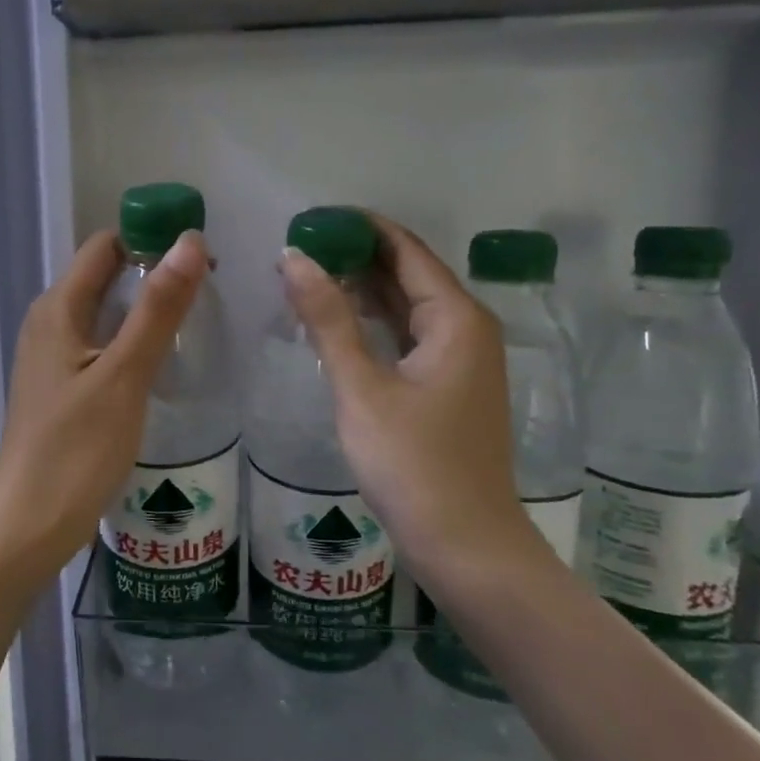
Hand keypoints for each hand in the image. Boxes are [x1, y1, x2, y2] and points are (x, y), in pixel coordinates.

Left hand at [0, 228, 208, 592]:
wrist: (31, 523)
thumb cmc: (76, 449)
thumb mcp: (124, 375)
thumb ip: (157, 309)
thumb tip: (189, 241)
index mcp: (57, 308)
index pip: (105, 246)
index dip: (150, 242)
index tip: (202, 260)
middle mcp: (49, 323)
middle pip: (104, 277)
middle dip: (153, 276)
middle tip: (209, 295)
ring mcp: (52, 357)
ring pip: (104, 314)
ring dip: (145, 311)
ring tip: (195, 326)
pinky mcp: (61, 388)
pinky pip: (100, 346)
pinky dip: (131, 343)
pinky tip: (162, 365)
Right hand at [278, 213, 548, 590]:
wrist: (464, 543)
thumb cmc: (412, 462)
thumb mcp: (361, 386)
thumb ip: (328, 318)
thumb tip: (293, 257)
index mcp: (456, 318)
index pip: (405, 249)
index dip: (361, 227)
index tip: (312, 217)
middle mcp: (466, 328)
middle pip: (409, 273)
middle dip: (356, 255)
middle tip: (299, 246)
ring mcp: (459, 360)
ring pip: (407, 306)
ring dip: (362, 288)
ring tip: (307, 274)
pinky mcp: (447, 386)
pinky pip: (407, 335)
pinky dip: (373, 322)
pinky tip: (337, 321)